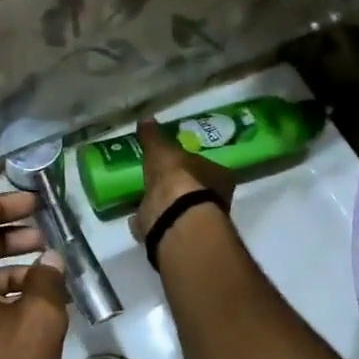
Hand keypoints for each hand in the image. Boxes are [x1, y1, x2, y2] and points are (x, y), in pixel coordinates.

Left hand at [0, 191, 68, 358]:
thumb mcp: (38, 322)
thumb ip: (47, 281)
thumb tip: (50, 261)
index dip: (0, 205)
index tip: (35, 204)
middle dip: (7, 234)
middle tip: (45, 236)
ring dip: (7, 265)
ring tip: (47, 273)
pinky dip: (0, 295)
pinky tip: (33, 310)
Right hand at [130, 118, 236, 242]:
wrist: (174, 218)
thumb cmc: (178, 177)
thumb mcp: (162, 150)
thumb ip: (154, 136)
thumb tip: (146, 119)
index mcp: (220, 177)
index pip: (208, 167)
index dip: (192, 164)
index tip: (176, 163)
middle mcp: (216, 201)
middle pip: (196, 190)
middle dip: (179, 187)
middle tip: (160, 180)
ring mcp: (197, 223)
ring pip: (181, 211)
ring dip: (166, 206)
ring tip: (146, 198)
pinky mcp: (179, 240)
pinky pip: (163, 227)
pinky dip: (151, 222)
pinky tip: (137, 217)